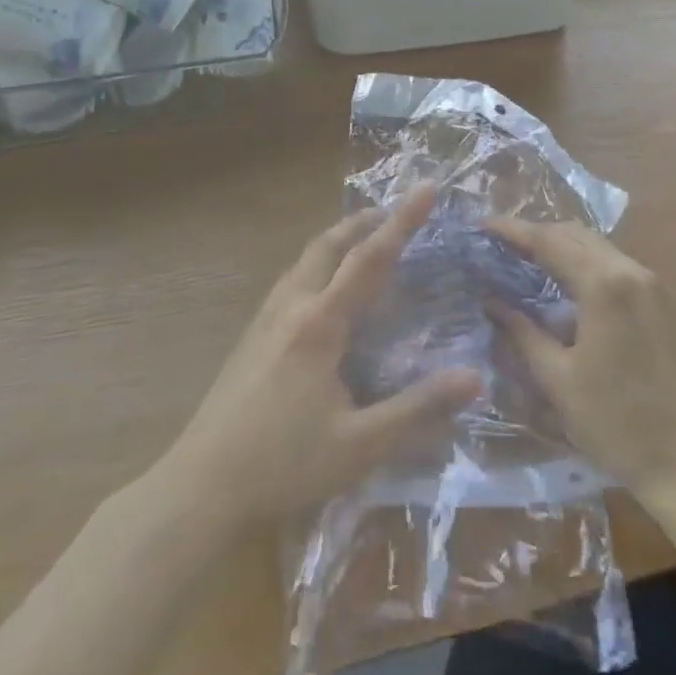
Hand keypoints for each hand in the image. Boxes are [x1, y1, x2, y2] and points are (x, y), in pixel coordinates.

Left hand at [162, 185, 481, 525]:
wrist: (200, 486)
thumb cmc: (283, 464)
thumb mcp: (361, 444)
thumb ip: (418, 409)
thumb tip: (474, 377)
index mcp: (320, 324)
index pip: (369, 259)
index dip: (402, 222)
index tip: (426, 188)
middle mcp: (291, 308)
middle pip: (328, 245)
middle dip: (363, 221)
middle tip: (394, 213)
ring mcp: (264, 320)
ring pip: (304, 259)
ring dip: (337, 240)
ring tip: (363, 242)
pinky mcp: (250, 337)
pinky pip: (290, 280)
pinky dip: (318, 264)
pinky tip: (322, 291)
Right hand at [489, 220, 675, 503]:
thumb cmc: (615, 424)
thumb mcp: (557, 379)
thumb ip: (521, 332)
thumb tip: (490, 301)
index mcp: (605, 286)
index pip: (549, 241)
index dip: (512, 231)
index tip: (482, 226)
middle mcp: (633, 272)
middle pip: (575, 235)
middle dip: (536, 233)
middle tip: (499, 244)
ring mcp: (655, 285)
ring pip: (598, 247)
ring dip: (562, 246)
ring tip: (526, 259)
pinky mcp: (665, 302)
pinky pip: (617, 265)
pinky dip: (586, 263)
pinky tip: (566, 283)